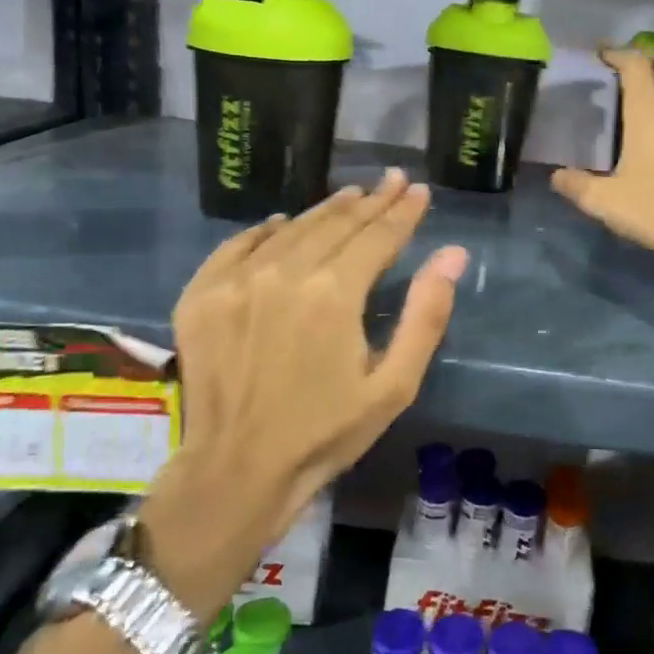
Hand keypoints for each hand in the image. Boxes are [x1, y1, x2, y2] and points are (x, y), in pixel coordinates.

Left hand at [138, 169, 468, 620]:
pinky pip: (238, 246)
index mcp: (333, 294)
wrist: (236, 472)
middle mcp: (283, 273)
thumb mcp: (393, 386)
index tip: (420, 191)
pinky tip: (280, 223)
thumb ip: (425, 315)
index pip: (378, 236)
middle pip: (336, 224)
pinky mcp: (201, 295)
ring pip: (290, 228)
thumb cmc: (325, 433)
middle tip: (393, 181)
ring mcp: (236, 281)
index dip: (403, 212)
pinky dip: (265, 231)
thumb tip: (452, 254)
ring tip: (351, 196)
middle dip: (371, 202)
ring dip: (325, 210)